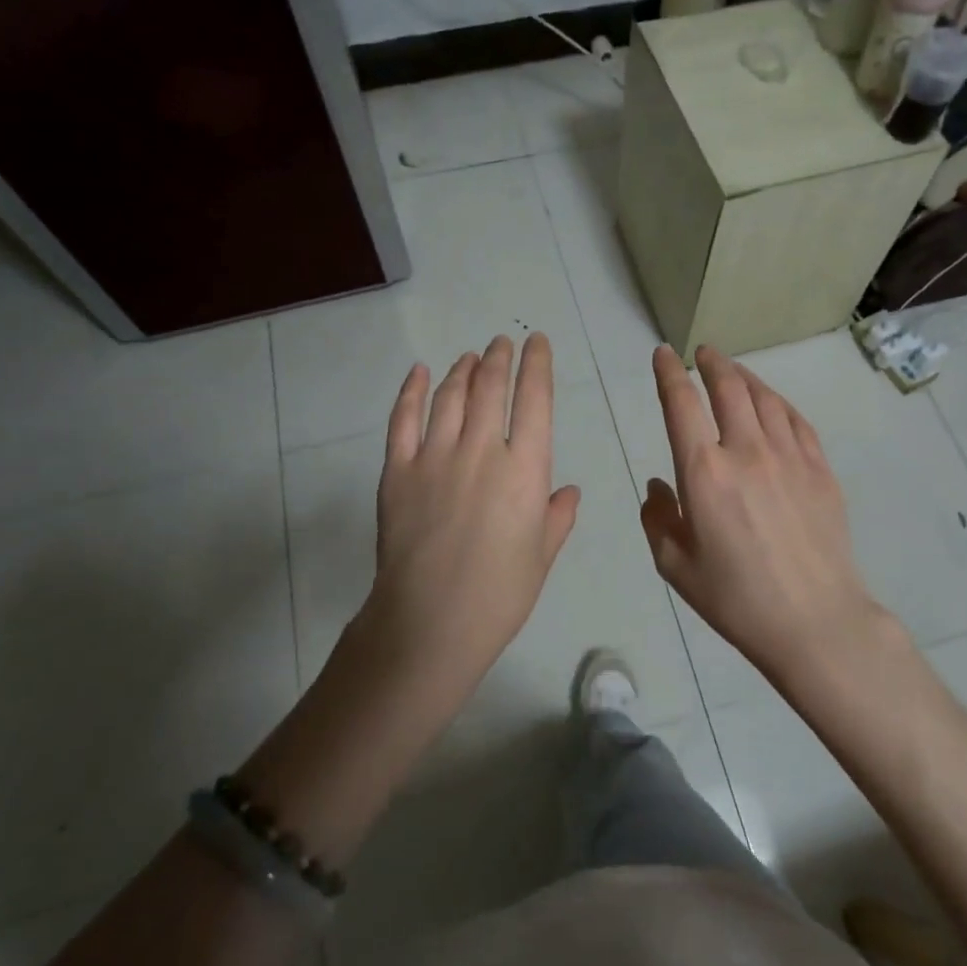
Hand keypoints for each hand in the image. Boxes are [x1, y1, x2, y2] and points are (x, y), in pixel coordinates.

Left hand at [358, 333, 580, 707]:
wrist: (429, 622)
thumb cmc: (498, 595)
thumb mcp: (541, 557)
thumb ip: (557, 517)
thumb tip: (569, 491)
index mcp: (524, 469)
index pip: (534, 400)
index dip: (537, 365)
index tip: (536, 343)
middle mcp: (480, 450)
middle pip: (489, 388)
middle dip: (498, 359)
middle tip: (501, 343)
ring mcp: (434, 457)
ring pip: (449, 396)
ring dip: (462, 370)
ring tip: (469, 357)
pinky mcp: (398, 470)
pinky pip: (403, 420)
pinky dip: (411, 391)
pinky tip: (419, 372)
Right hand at [639, 345, 883, 681]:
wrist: (815, 622)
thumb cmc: (736, 599)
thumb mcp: (675, 565)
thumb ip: (657, 518)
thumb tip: (657, 485)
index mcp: (703, 472)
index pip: (681, 404)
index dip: (668, 373)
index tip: (663, 354)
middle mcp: (746, 451)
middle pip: (728, 388)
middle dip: (712, 363)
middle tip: (703, 352)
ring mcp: (789, 457)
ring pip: (764, 397)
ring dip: (744, 377)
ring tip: (733, 370)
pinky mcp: (820, 470)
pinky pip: (796, 420)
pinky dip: (778, 402)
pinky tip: (772, 403)